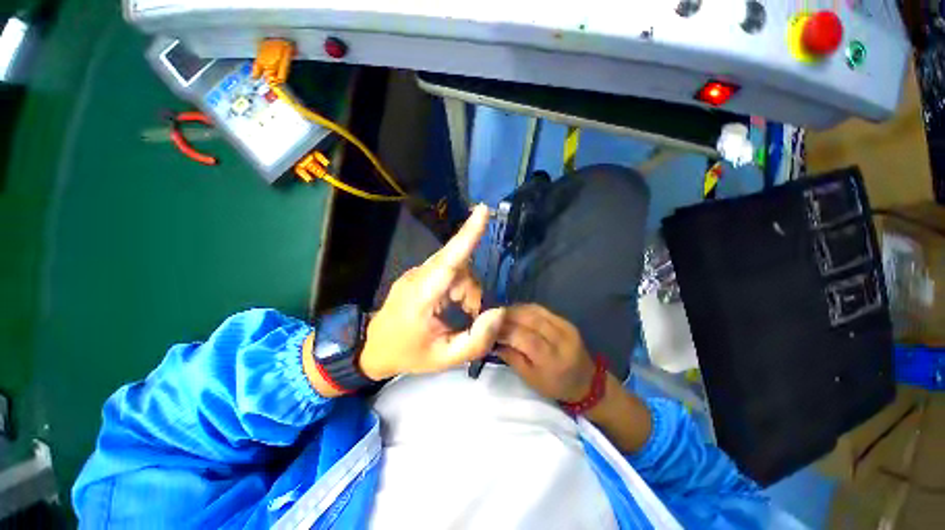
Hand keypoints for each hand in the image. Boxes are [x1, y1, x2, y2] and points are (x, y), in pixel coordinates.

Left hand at [358, 205, 505, 380]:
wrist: (373, 348)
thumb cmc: (409, 353)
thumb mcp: (445, 359)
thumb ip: (476, 340)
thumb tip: (498, 311)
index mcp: (421, 297)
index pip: (448, 261)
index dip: (467, 235)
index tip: (482, 211)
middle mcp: (418, 276)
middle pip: (458, 265)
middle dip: (471, 291)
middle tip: (470, 317)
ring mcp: (415, 272)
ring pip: (455, 268)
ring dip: (465, 291)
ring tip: (460, 315)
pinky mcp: (418, 273)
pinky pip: (447, 270)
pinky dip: (457, 288)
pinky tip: (452, 306)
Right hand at [495, 304, 595, 402]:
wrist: (586, 382)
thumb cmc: (555, 386)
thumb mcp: (530, 379)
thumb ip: (511, 357)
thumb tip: (492, 341)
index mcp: (552, 359)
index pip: (524, 337)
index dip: (503, 330)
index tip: (486, 328)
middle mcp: (561, 339)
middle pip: (529, 320)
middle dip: (507, 316)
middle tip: (489, 316)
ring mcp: (565, 327)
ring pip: (535, 311)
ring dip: (514, 309)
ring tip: (499, 313)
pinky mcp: (566, 320)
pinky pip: (541, 309)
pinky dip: (525, 308)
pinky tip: (514, 311)